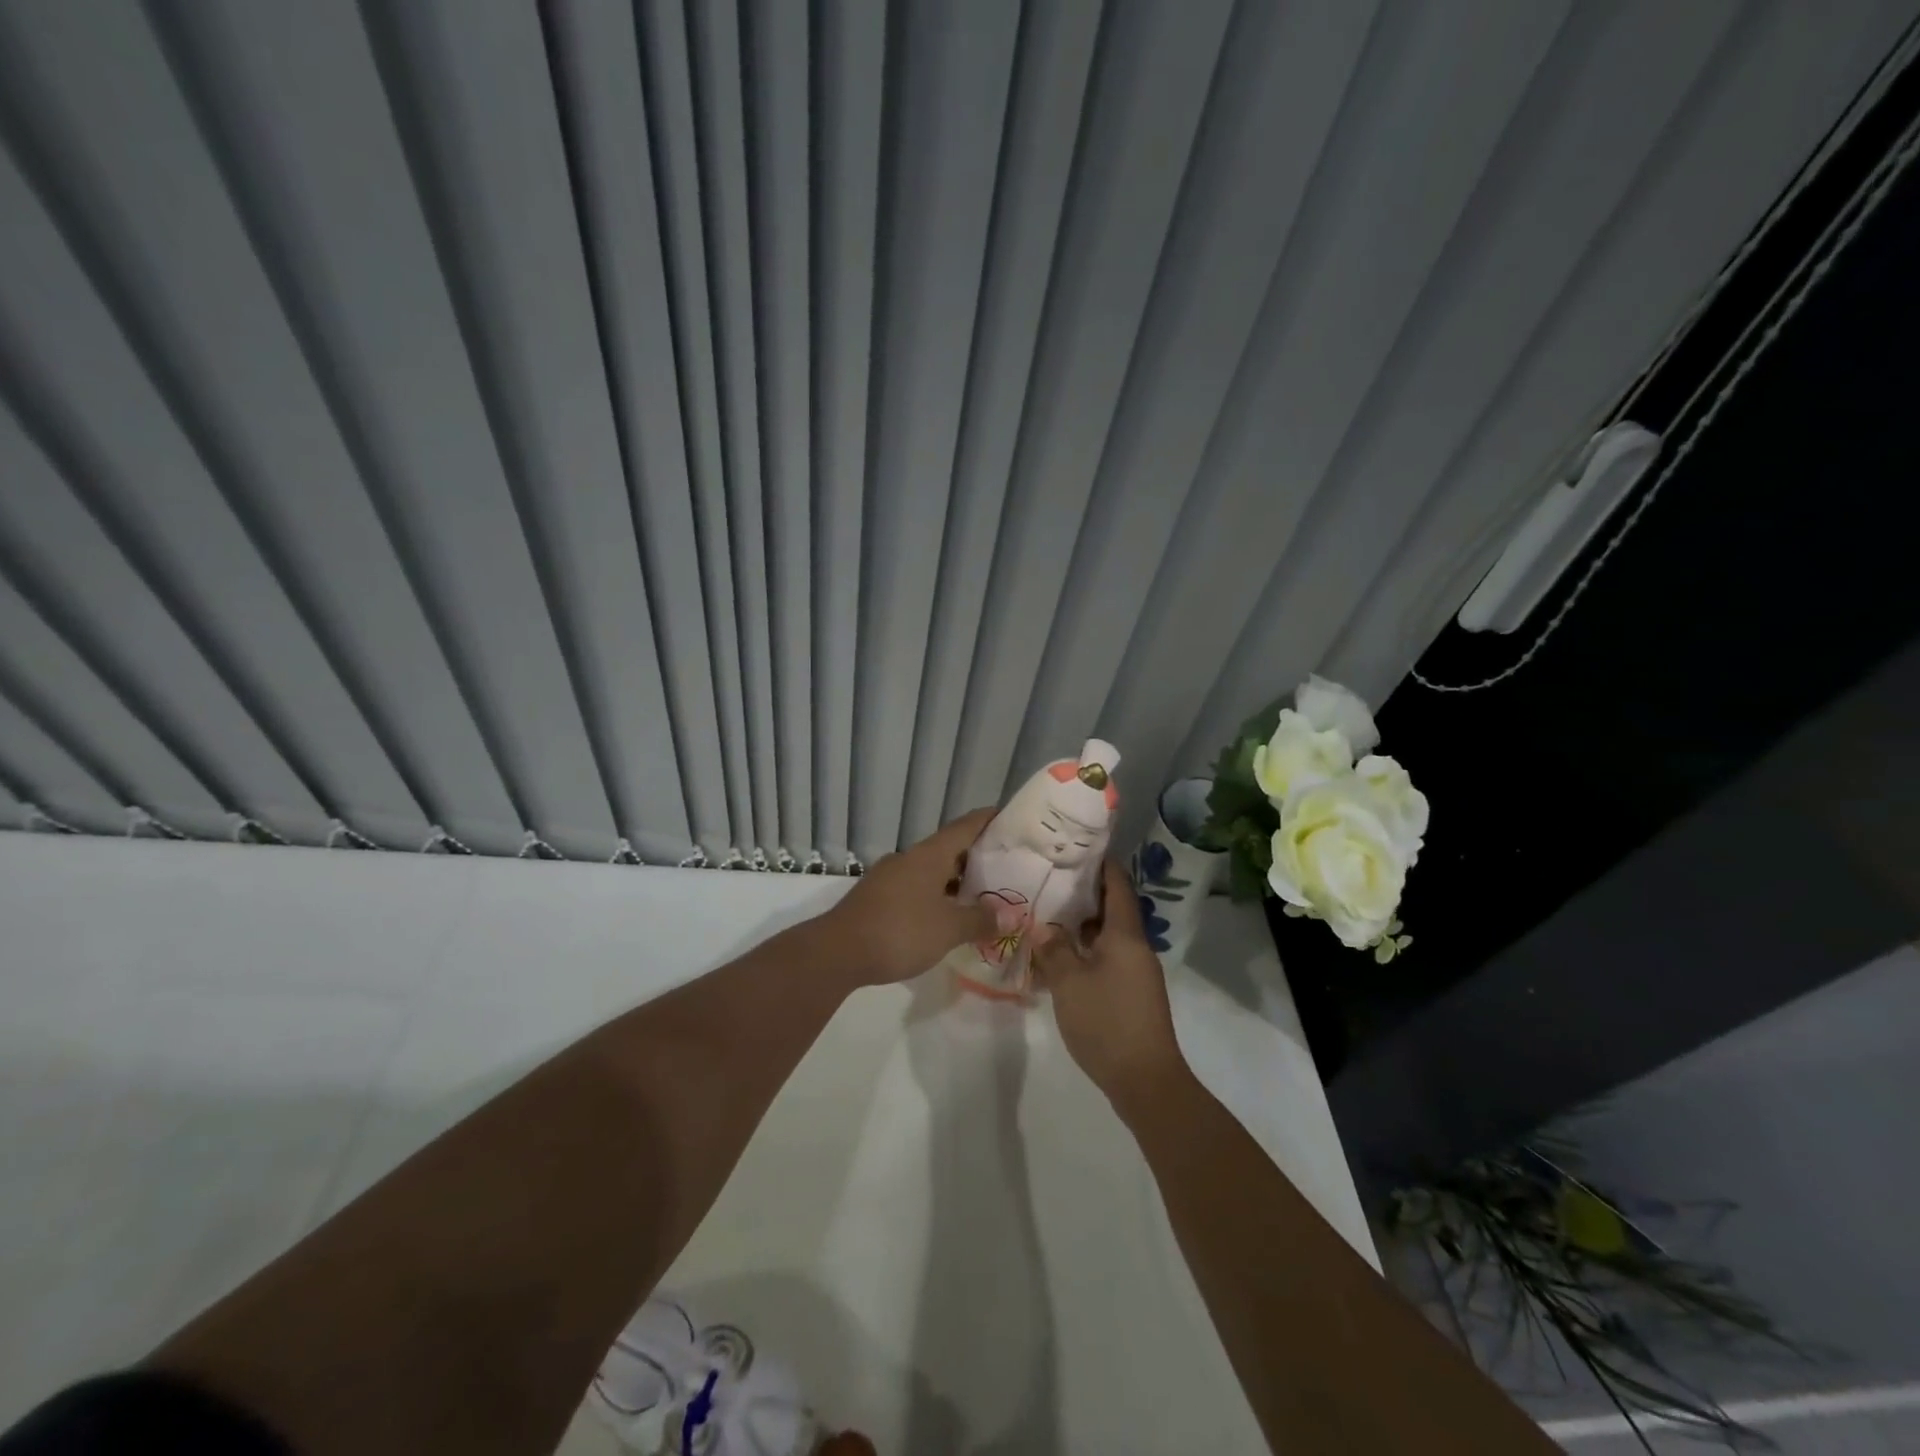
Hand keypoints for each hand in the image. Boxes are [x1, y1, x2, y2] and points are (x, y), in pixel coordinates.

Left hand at [822, 808, 998, 986]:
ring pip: (930, 871)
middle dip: (976, 857)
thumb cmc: (900, 931)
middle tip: (1006, 866)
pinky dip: (935, 896)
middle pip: (948, 849)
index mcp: (929, 855)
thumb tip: (1010, 915)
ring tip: (980, 896)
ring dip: (955, 880)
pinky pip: (915, 889)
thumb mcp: (949, 929)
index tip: (1009, 817)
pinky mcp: (876, 898)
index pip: (965, 827)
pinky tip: (945, 917)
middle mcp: (909, 858)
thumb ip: (980, 920)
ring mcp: (889, 877)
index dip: (988, 820)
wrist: (837, 953)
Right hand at [1032, 860, 1189, 1109]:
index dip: (1101, 864)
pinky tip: (1060, 959)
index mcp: (1125, 935)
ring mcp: (1136, 972)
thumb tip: (1045, 928)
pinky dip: (1086, 951)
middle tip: (1051, 880)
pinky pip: (1107, 959)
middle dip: (1084, 893)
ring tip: (1048, 915)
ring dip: (1082, 925)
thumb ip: (1054, 949)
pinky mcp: (1132, 994)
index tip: (1078, 847)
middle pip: (1112, 909)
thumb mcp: (1069, 983)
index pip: (1117, 885)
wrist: (1146, 1080)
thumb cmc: (1107, 1022)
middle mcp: (1136, 947)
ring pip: (1108, 936)